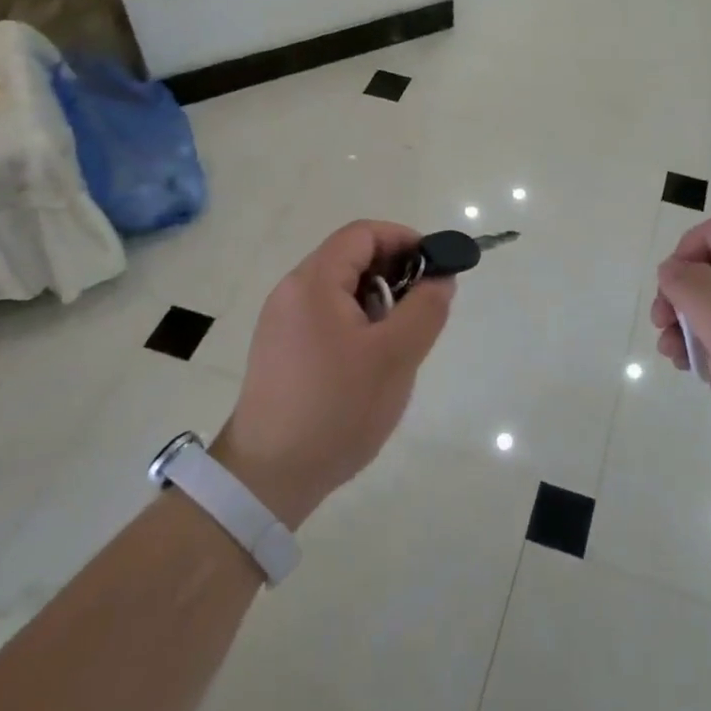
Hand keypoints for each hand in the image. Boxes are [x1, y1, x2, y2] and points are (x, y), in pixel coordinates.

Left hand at [214, 222, 454, 529]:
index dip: (404, 240)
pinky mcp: (280, 349)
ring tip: (397, 342)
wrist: (269, 476)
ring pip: (339, 289)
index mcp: (314, 282)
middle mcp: (291, 292)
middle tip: (422, 308)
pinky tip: (369, 362)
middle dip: (393, 272)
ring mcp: (281, 322)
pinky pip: (325, 316)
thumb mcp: (396, 356)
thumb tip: (440, 277)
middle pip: (349, 258)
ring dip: (376, 301)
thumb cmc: (337, 408)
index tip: (436, 267)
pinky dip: (355, 322)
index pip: (363, 233)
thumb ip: (426, 308)